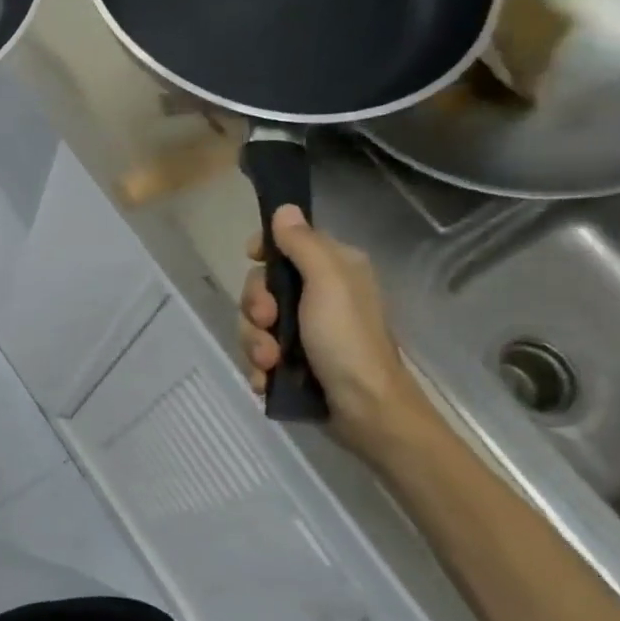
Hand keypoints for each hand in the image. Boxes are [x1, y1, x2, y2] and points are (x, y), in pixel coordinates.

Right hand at [241, 205, 431, 462]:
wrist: (366, 411)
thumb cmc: (348, 341)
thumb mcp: (327, 284)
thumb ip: (303, 244)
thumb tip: (285, 209)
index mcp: (334, 269)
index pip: (287, 245)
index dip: (265, 253)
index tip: (254, 261)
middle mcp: (319, 296)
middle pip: (262, 287)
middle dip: (255, 308)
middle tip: (268, 323)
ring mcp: (304, 332)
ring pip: (255, 324)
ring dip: (255, 343)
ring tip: (270, 363)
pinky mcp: (294, 363)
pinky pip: (258, 354)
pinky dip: (259, 367)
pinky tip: (268, 379)